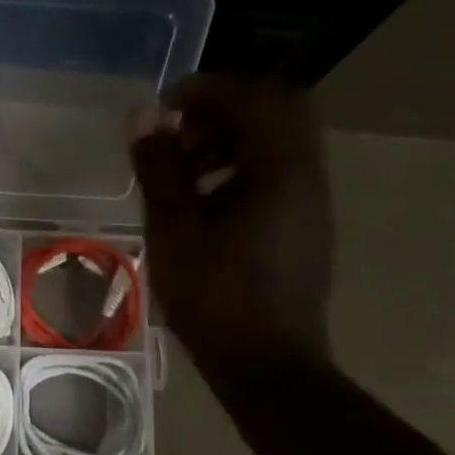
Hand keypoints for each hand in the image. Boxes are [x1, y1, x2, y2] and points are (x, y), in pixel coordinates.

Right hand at [129, 75, 334, 381]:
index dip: (209, 88)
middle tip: (179, 131)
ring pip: (278, 143)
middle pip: (278, 110)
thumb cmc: (215, 297)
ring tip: (183, 168)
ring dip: (231, 139)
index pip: (257, 96)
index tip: (166, 105)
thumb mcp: (174, 229)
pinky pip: (278, 173)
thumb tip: (143, 116)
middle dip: (224, 109)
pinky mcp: (304, 226)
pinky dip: (242, 168)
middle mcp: (307, 176)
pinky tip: (204, 203)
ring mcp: (310, 203)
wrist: (267, 366)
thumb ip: (159, 167)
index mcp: (280, 170)